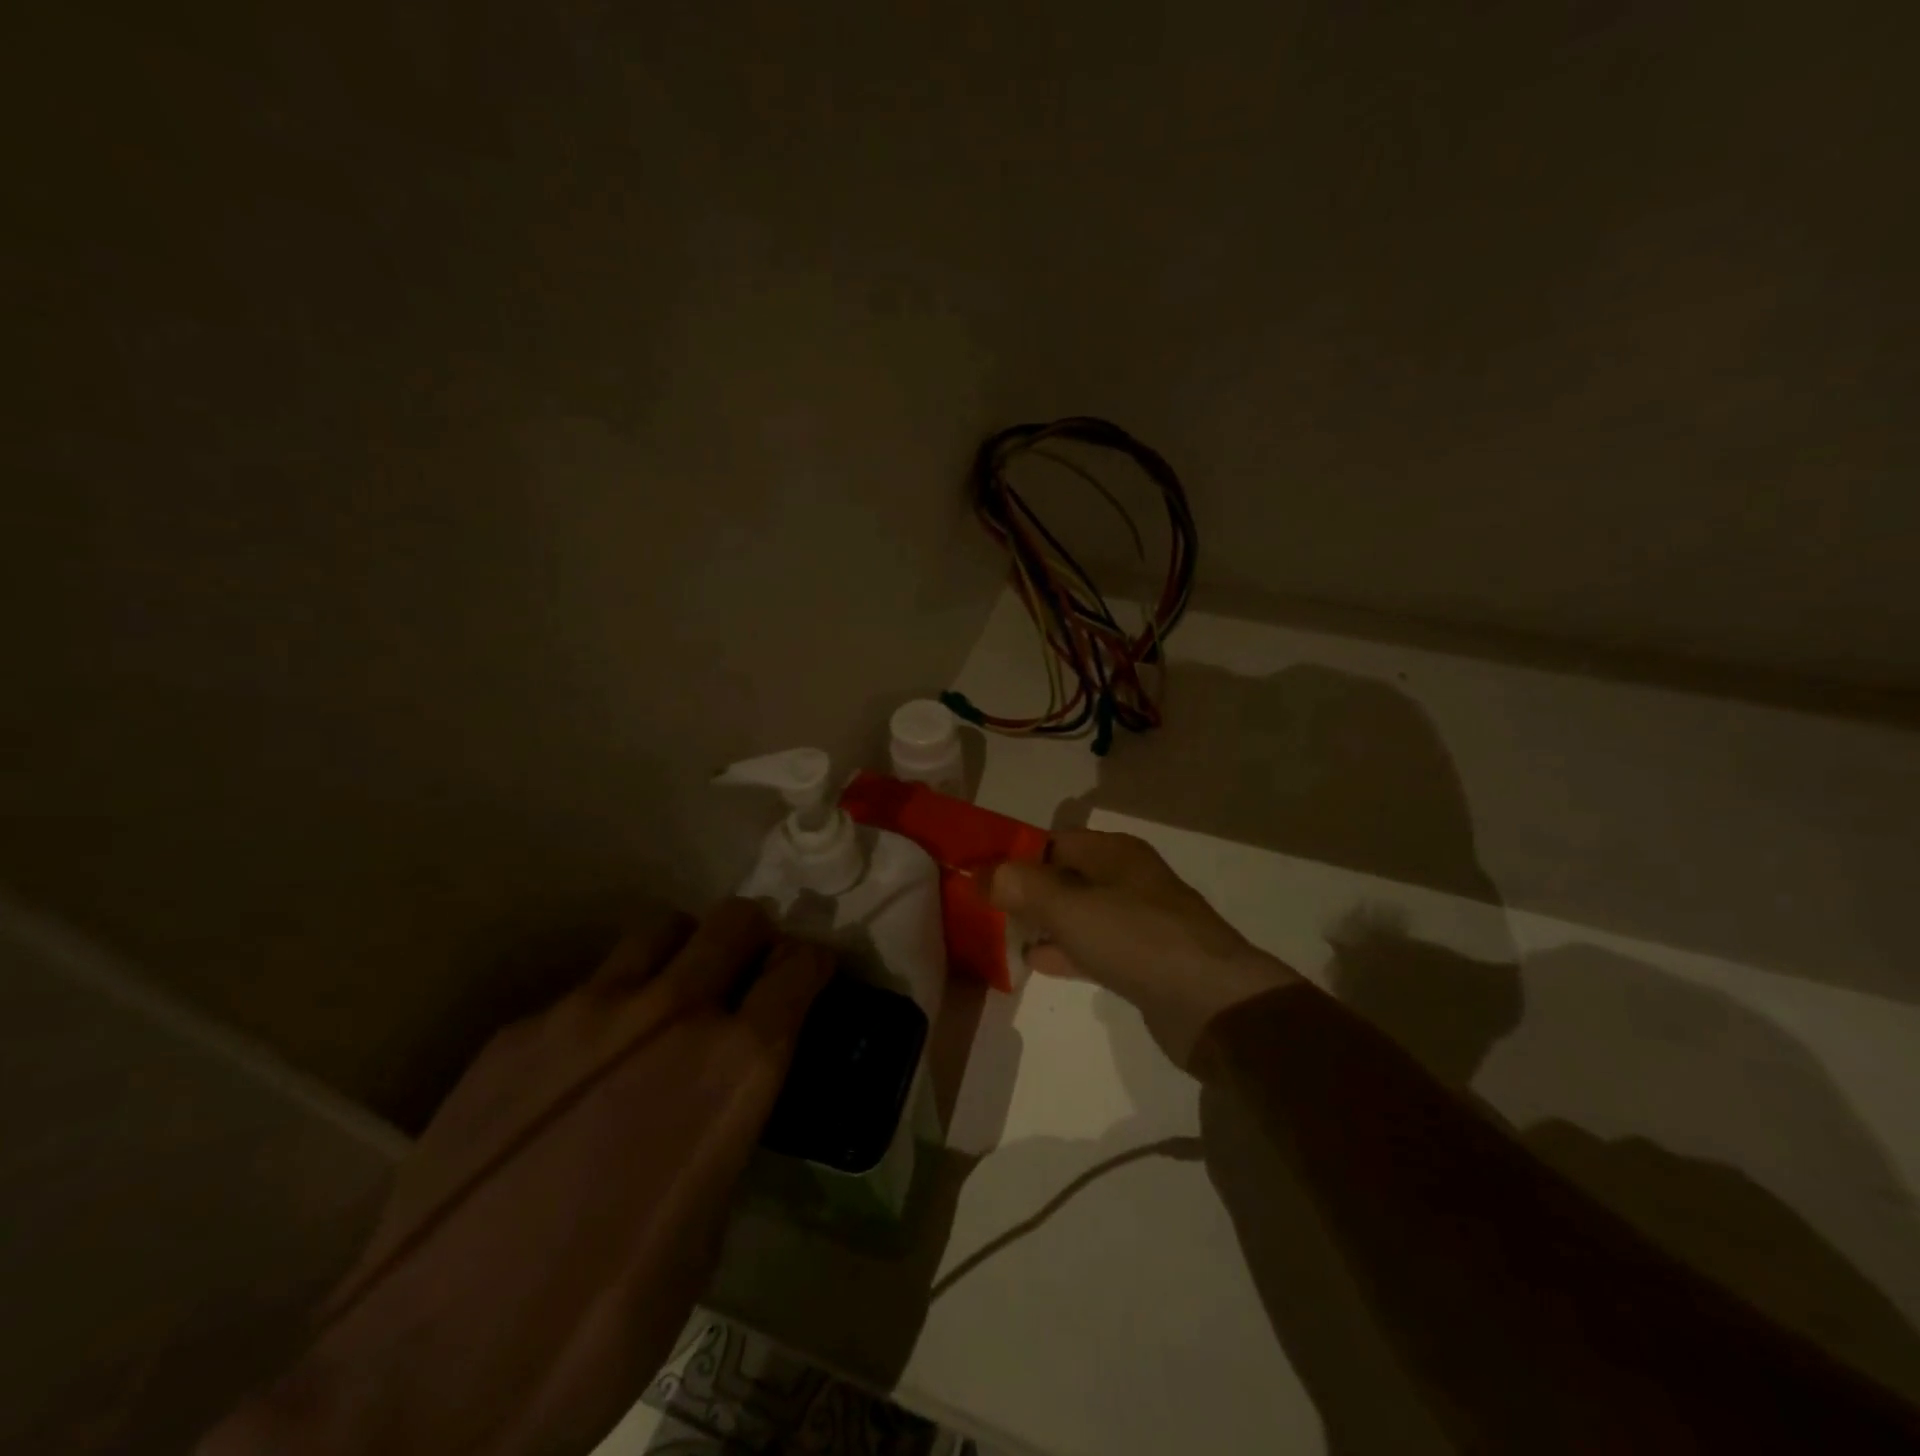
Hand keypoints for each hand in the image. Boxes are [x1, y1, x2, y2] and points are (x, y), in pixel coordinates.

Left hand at [202, 900, 831, 1455]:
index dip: (814, 964)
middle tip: (749, 967)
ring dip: (682, 954)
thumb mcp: (708, 1228)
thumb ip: (724, 1132)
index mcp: (736, 1063)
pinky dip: (605, 1011)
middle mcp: (672, 1013)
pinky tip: (576, 1075)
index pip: (800, 970)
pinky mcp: (517, 1033)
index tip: (812, 973)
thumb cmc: (605, 1321)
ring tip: (667, 1001)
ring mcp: (586, 1012)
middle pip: (734, 921)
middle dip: (754, 936)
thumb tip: (721, 1102)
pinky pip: (583, 992)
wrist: (427, 1374)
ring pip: (658, 932)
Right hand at [986, 829, 1297, 1067]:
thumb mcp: (1070, 907)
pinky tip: (1035, 963)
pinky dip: (1064, 951)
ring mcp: (1138, 922)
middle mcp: (1127, 879)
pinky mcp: (1143, 962)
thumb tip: (979, 873)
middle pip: (1064, 877)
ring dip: (1043, 922)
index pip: (1053, 841)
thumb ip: (1021, 887)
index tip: (977, 875)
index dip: (1014, 855)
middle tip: (982, 909)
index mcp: (1114, 853)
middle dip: (1025, 891)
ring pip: (1077, 913)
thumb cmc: (1138, 940)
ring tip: (999, 935)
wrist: (1213, 1005)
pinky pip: (1093, 947)